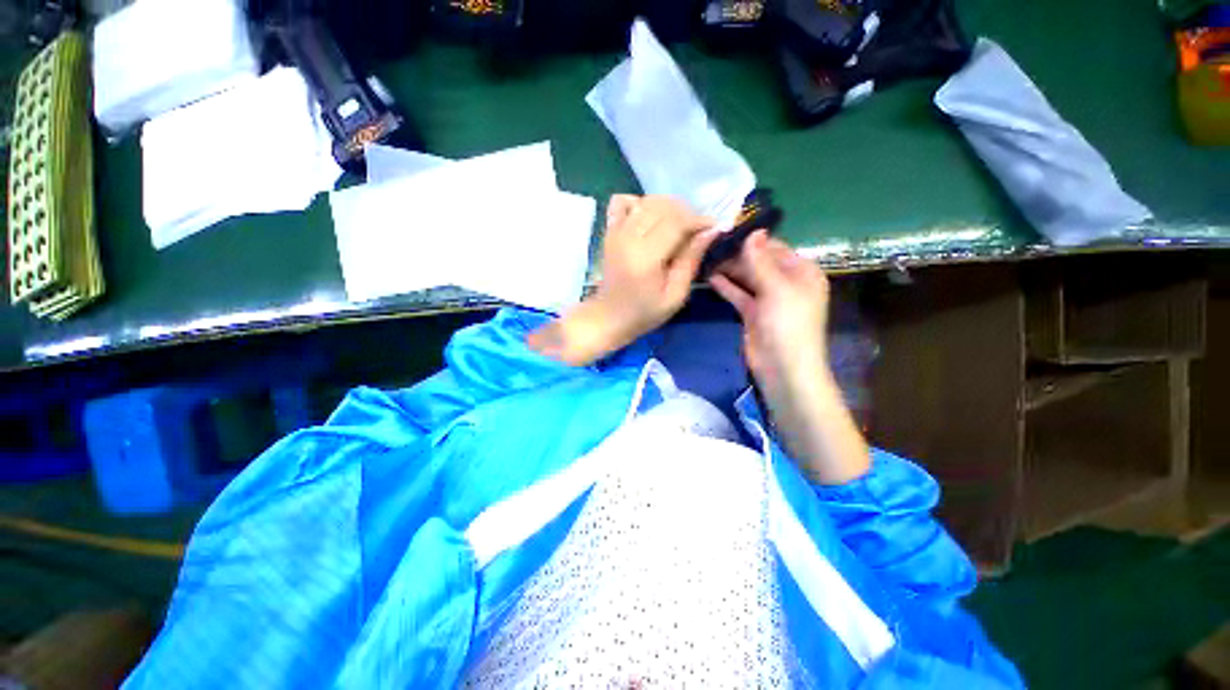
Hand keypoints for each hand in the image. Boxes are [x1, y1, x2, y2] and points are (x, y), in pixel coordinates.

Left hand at [528, 195, 716, 365]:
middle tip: (696, 230)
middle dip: (686, 212)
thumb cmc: (644, 312)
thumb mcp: (675, 296)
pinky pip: (622, 201)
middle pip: (663, 206)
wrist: (608, 316)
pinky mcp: (609, 231)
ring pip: (646, 201)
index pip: (676, 222)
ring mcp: (616, 231)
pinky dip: (639, 203)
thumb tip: (710, 232)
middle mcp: (629, 237)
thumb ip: (691, 261)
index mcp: (645, 257)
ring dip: (667, 207)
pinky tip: (649, 219)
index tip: (713, 227)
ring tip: (677, 226)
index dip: (698, 219)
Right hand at [710, 230, 868, 484]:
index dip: (751, 240)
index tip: (725, 232)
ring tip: (705, 258)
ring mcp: (768, 299)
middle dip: (736, 255)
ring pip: (746, 278)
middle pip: (758, 262)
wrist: (783, 369)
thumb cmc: (787, 325)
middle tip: (710, 246)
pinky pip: (739, 294)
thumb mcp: (777, 289)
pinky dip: (726, 286)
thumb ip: (760, 261)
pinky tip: (710, 277)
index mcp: (801, 272)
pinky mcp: (753, 313)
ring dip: (729, 270)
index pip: (774, 248)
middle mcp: (786, 282)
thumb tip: (752, 232)